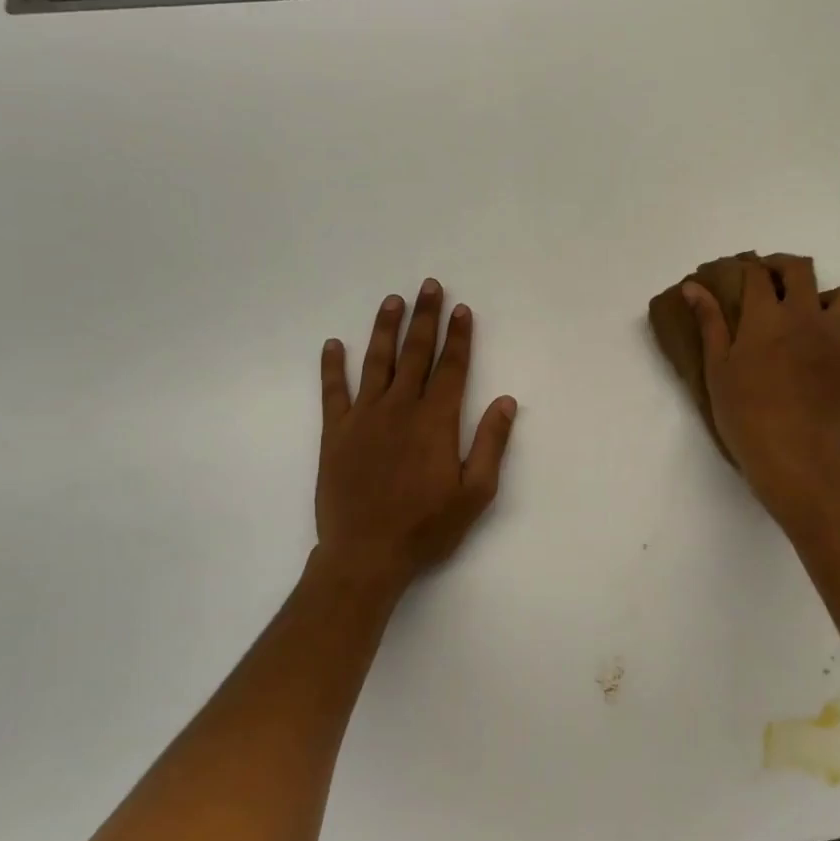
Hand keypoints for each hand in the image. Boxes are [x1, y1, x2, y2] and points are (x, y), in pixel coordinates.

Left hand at [316, 280, 517, 597]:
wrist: (366, 554)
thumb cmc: (427, 527)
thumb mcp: (476, 493)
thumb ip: (491, 444)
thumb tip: (506, 401)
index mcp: (436, 421)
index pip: (452, 368)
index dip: (459, 336)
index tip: (461, 309)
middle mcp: (400, 408)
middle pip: (415, 353)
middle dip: (425, 318)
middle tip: (428, 286)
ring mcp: (364, 417)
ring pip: (376, 362)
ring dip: (385, 329)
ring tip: (392, 301)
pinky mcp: (336, 432)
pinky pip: (333, 391)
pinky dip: (332, 366)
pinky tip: (333, 345)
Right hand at [685, 257, 839, 512]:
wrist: (792, 453)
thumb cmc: (744, 413)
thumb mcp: (717, 367)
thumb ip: (710, 322)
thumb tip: (692, 286)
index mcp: (765, 316)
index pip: (757, 273)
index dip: (750, 268)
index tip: (745, 276)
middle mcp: (806, 314)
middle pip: (801, 268)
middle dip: (785, 268)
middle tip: (775, 284)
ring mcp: (839, 334)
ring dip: (828, 299)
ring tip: (815, 318)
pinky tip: (838, 346)